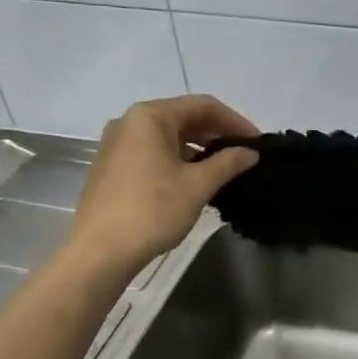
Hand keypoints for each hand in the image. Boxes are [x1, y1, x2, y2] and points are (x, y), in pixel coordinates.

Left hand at [69, 95, 259, 269]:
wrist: (100, 252)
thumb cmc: (152, 210)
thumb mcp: (198, 185)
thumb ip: (228, 162)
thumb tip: (250, 152)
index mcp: (150, 116)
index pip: (203, 106)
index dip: (235, 121)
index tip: (257, 142)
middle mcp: (130, 122)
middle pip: (184, 117)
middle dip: (217, 133)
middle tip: (244, 153)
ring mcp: (117, 144)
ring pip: (168, 136)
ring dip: (199, 147)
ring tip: (224, 167)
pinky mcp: (112, 166)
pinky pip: (153, 151)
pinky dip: (178, 158)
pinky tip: (195, 178)